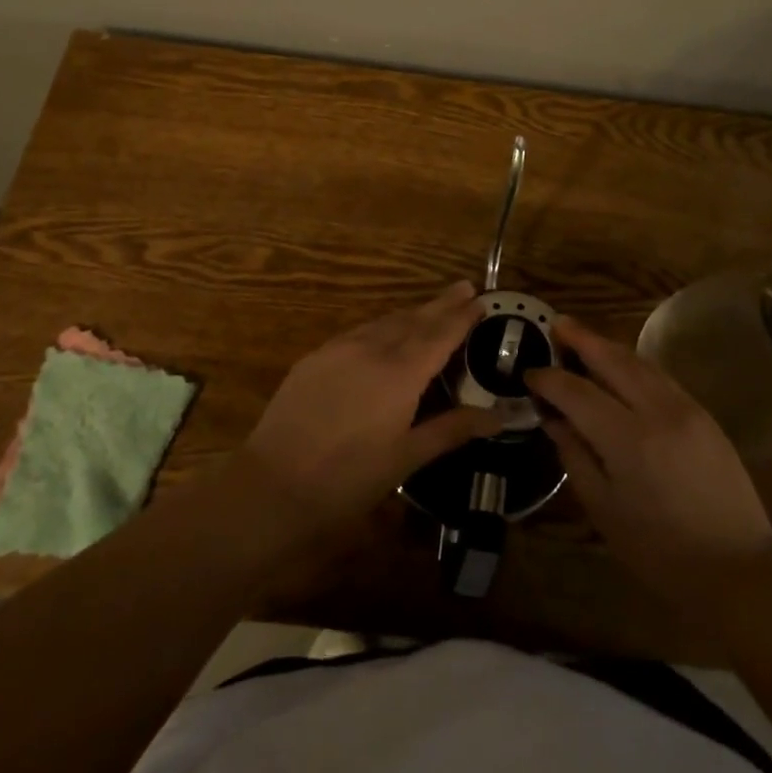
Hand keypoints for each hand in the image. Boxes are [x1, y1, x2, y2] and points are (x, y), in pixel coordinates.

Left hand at [235, 281, 501, 539]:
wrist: (274, 485)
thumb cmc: (348, 479)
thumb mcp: (406, 458)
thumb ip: (451, 429)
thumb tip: (497, 416)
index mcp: (401, 373)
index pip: (439, 334)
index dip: (461, 316)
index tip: (481, 299)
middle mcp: (372, 349)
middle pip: (414, 319)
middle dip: (441, 304)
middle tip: (465, 287)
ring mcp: (339, 349)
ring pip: (385, 321)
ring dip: (412, 313)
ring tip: (431, 308)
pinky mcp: (315, 358)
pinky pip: (359, 332)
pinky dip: (381, 326)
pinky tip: (384, 332)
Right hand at [527, 316, 771, 615]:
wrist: (739, 568)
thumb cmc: (660, 551)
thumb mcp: (604, 510)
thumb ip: (575, 456)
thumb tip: (554, 419)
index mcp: (627, 440)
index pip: (577, 392)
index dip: (549, 380)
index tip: (529, 375)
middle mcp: (657, 411)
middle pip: (612, 360)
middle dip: (581, 339)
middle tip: (555, 324)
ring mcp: (686, 408)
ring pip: (639, 362)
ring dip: (607, 346)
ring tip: (582, 337)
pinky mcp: (704, 414)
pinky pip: (660, 375)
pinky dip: (633, 364)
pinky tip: (620, 366)